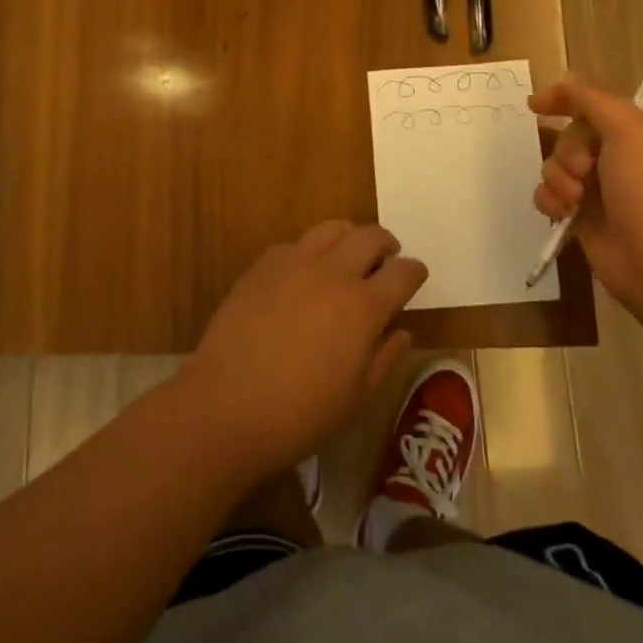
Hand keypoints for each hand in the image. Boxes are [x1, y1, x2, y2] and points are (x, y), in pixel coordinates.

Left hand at [181, 221, 427, 478]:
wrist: (226, 406)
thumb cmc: (300, 414)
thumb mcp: (356, 399)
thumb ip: (384, 358)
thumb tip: (401, 332)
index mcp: (363, 306)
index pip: (403, 273)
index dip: (415, 271)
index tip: (416, 276)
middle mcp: (333, 273)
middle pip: (370, 236)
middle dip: (386, 244)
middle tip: (386, 259)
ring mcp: (295, 263)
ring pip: (332, 228)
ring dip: (349, 237)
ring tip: (347, 256)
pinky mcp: (262, 266)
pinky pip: (294, 244)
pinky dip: (309, 251)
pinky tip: (303, 273)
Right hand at [528, 78, 642, 310]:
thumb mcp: (632, 132)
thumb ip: (594, 100)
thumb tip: (565, 80)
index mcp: (636, 134)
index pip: (592, 104)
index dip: (563, 99)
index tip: (535, 105)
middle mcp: (616, 159)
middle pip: (568, 136)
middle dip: (567, 151)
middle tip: (584, 171)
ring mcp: (598, 191)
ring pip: (554, 167)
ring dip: (557, 178)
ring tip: (575, 199)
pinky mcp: (581, 221)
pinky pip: (549, 198)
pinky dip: (550, 202)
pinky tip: (563, 214)